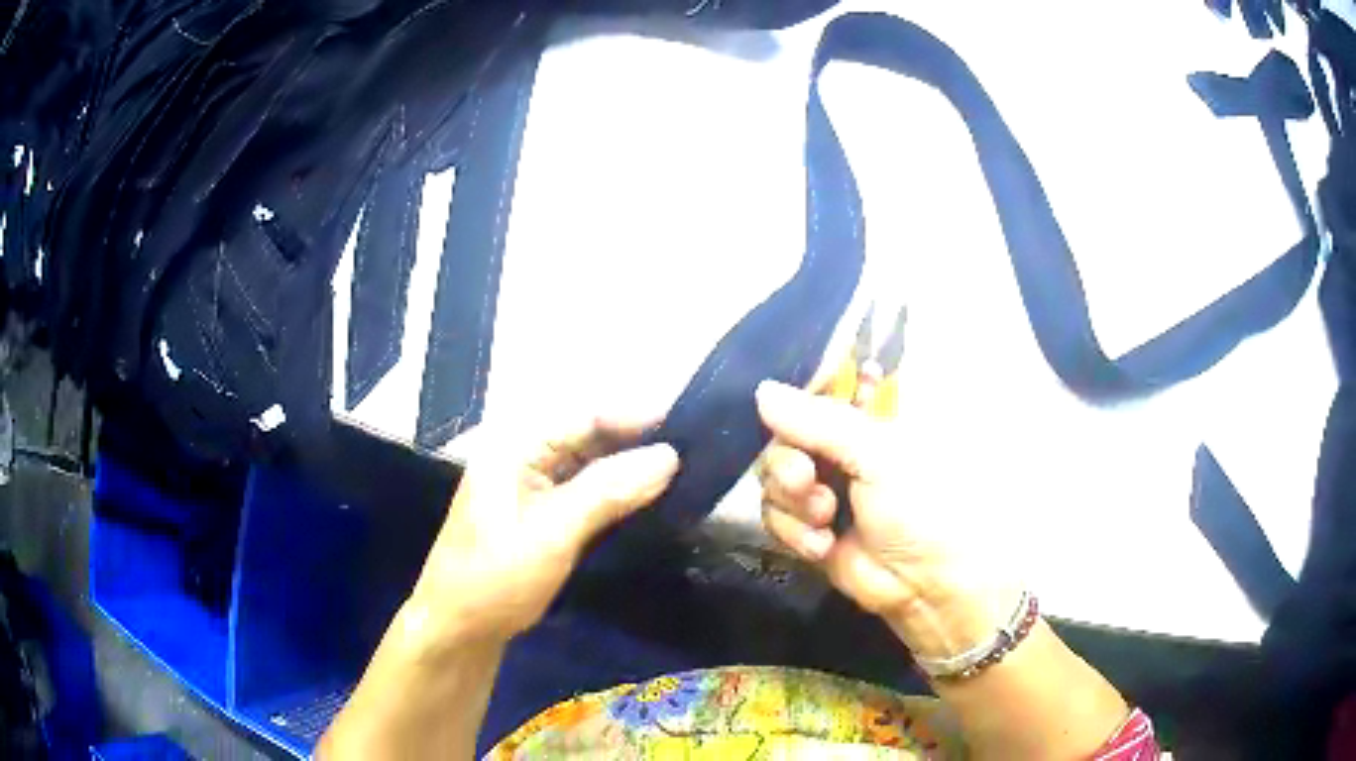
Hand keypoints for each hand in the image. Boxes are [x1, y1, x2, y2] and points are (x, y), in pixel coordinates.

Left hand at [408, 416, 678, 642]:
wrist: (461, 628)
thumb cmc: (496, 577)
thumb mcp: (552, 533)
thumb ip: (608, 491)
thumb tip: (669, 455)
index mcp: (515, 447)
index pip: (583, 417)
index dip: (634, 417)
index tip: (686, 424)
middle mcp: (524, 457)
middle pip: (589, 437)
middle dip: (636, 442)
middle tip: (693, 449)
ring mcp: (532, 486)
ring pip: (591, 465)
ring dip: (629, 468)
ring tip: (683, 470)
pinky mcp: (543, 514)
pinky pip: (587, 492)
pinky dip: (617, 493)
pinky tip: (649, 498)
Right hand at [755, 379, 1015, 657]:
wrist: (926, 582)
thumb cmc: (919, 504)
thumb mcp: (876, 454)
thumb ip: (819, 422)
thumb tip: (762, 391)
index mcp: (865, 417)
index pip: (815, 391)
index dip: (794, 401)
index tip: (784, 417)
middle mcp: (838, 448)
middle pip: (782, 438)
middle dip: (788, 463)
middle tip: (805, 480)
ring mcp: (821, 489)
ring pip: (772, 479)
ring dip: (792, 502)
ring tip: (825, 519)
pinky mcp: (806, 529)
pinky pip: (773, 516)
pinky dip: (793, 532)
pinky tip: (822, 546)